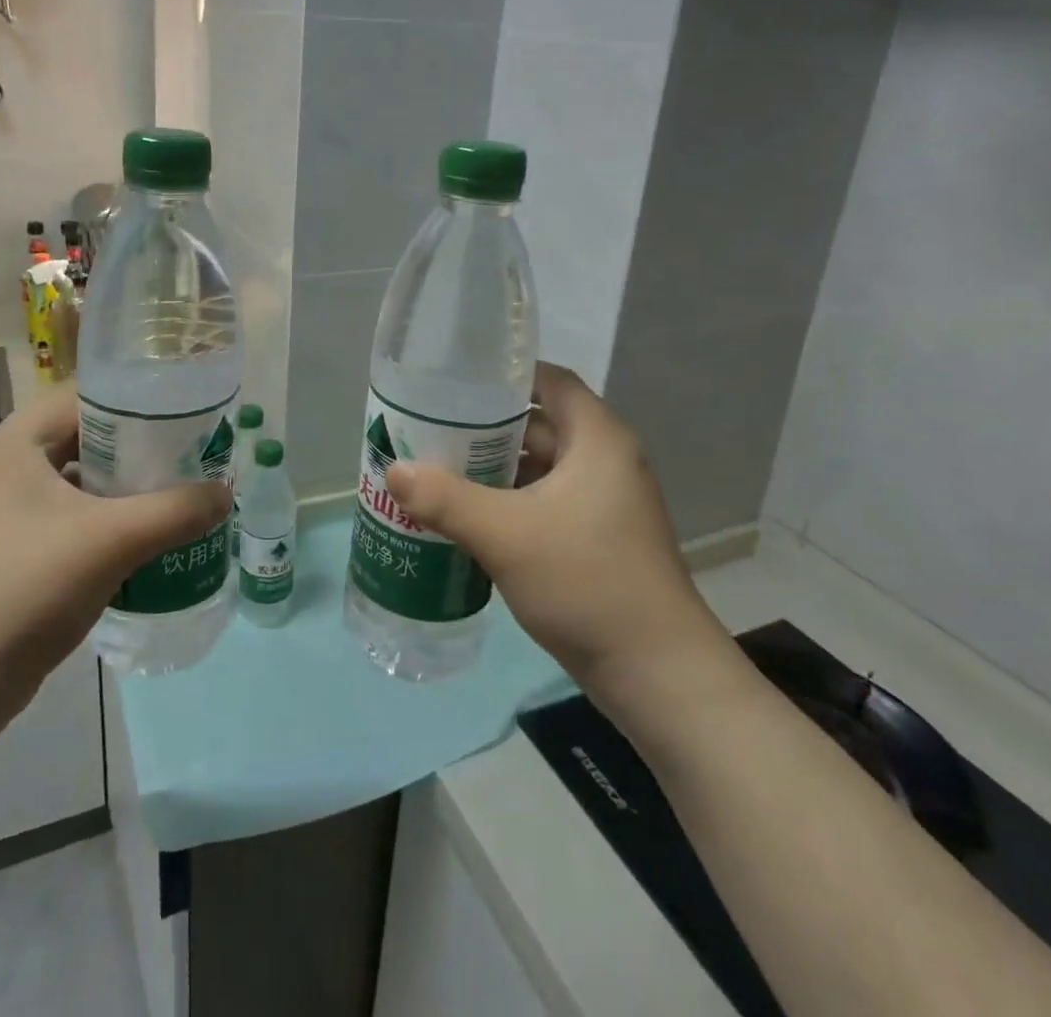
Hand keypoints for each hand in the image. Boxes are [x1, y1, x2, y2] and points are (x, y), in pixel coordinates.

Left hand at [0, 382, 230, 692]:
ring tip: (171, 490)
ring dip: (119, 483)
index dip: (134, 398)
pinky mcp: (3, 547)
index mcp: (12, 445)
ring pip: (72, 476)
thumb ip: (177, 510)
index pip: (82, 394)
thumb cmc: (28, 590)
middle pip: (79, 434)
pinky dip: (99, 515)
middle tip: (186, 453)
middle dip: (134, 444)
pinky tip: (136, 535)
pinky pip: (62, 512)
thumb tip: (226, 493)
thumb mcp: (113, 541)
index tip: (182, 412)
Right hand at [384, 363, 726, 690]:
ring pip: (537, 468)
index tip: (454, 382)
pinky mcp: (594, 539)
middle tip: (427, 429)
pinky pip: (542, 502)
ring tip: (434, 469)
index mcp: (597, 440)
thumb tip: (393, 469)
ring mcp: (601, 503)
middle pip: (537, 425)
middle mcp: (604, 461)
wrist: (657, 675)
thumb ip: (445, 499)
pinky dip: (507, 502)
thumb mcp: (505, 535)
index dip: (504, 375)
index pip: (549, 381)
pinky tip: (465, 516)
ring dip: (492, 469)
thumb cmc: (587, 583)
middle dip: (483, 427)